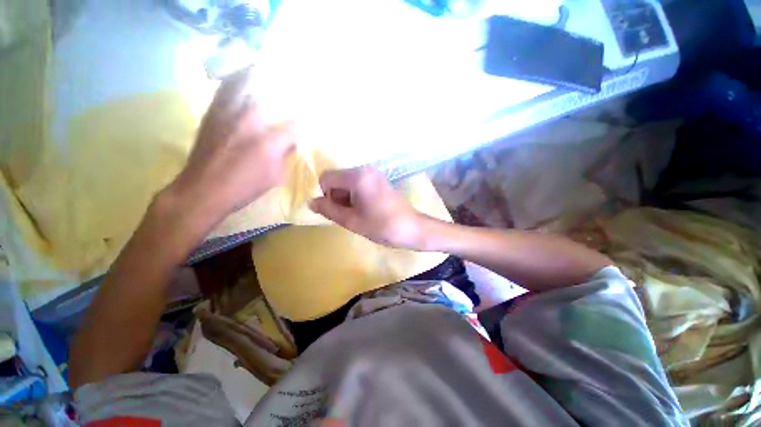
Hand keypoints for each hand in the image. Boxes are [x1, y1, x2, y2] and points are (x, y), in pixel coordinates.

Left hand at [165, 69, 294, 226]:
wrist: (203, 189)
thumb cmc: (244, 185)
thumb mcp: (275, 175)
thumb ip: (285, 154)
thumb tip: (291, 141)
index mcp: (269, 140)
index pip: (294, 125)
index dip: (303, 123)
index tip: (308, 123)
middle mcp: (249, 119)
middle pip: (267, 89)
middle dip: (280, 82)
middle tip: (288, 80)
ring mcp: (227, 112)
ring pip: (242, 80)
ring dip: (255, 72)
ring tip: (264, 70)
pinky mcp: (212, 113)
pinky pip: (225, 87)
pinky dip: (235, 79)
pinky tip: (242, 81)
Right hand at [309, 167, 427, 248]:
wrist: (412, 228)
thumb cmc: (382, 226)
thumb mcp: (351, 220)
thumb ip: (329, 209)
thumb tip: (311, 202)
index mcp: (357, 176)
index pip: (326, 178)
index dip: (326, 195)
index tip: (339, 210)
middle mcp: (365, 169)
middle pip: (338, 179)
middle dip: (337, 197)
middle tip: (350, 215)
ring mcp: (374, 174)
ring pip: (348, 182)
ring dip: (347, 198)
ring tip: (359, 214)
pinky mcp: (380, 180)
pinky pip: (359, 184)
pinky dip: (356, 196)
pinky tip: (367, 209)